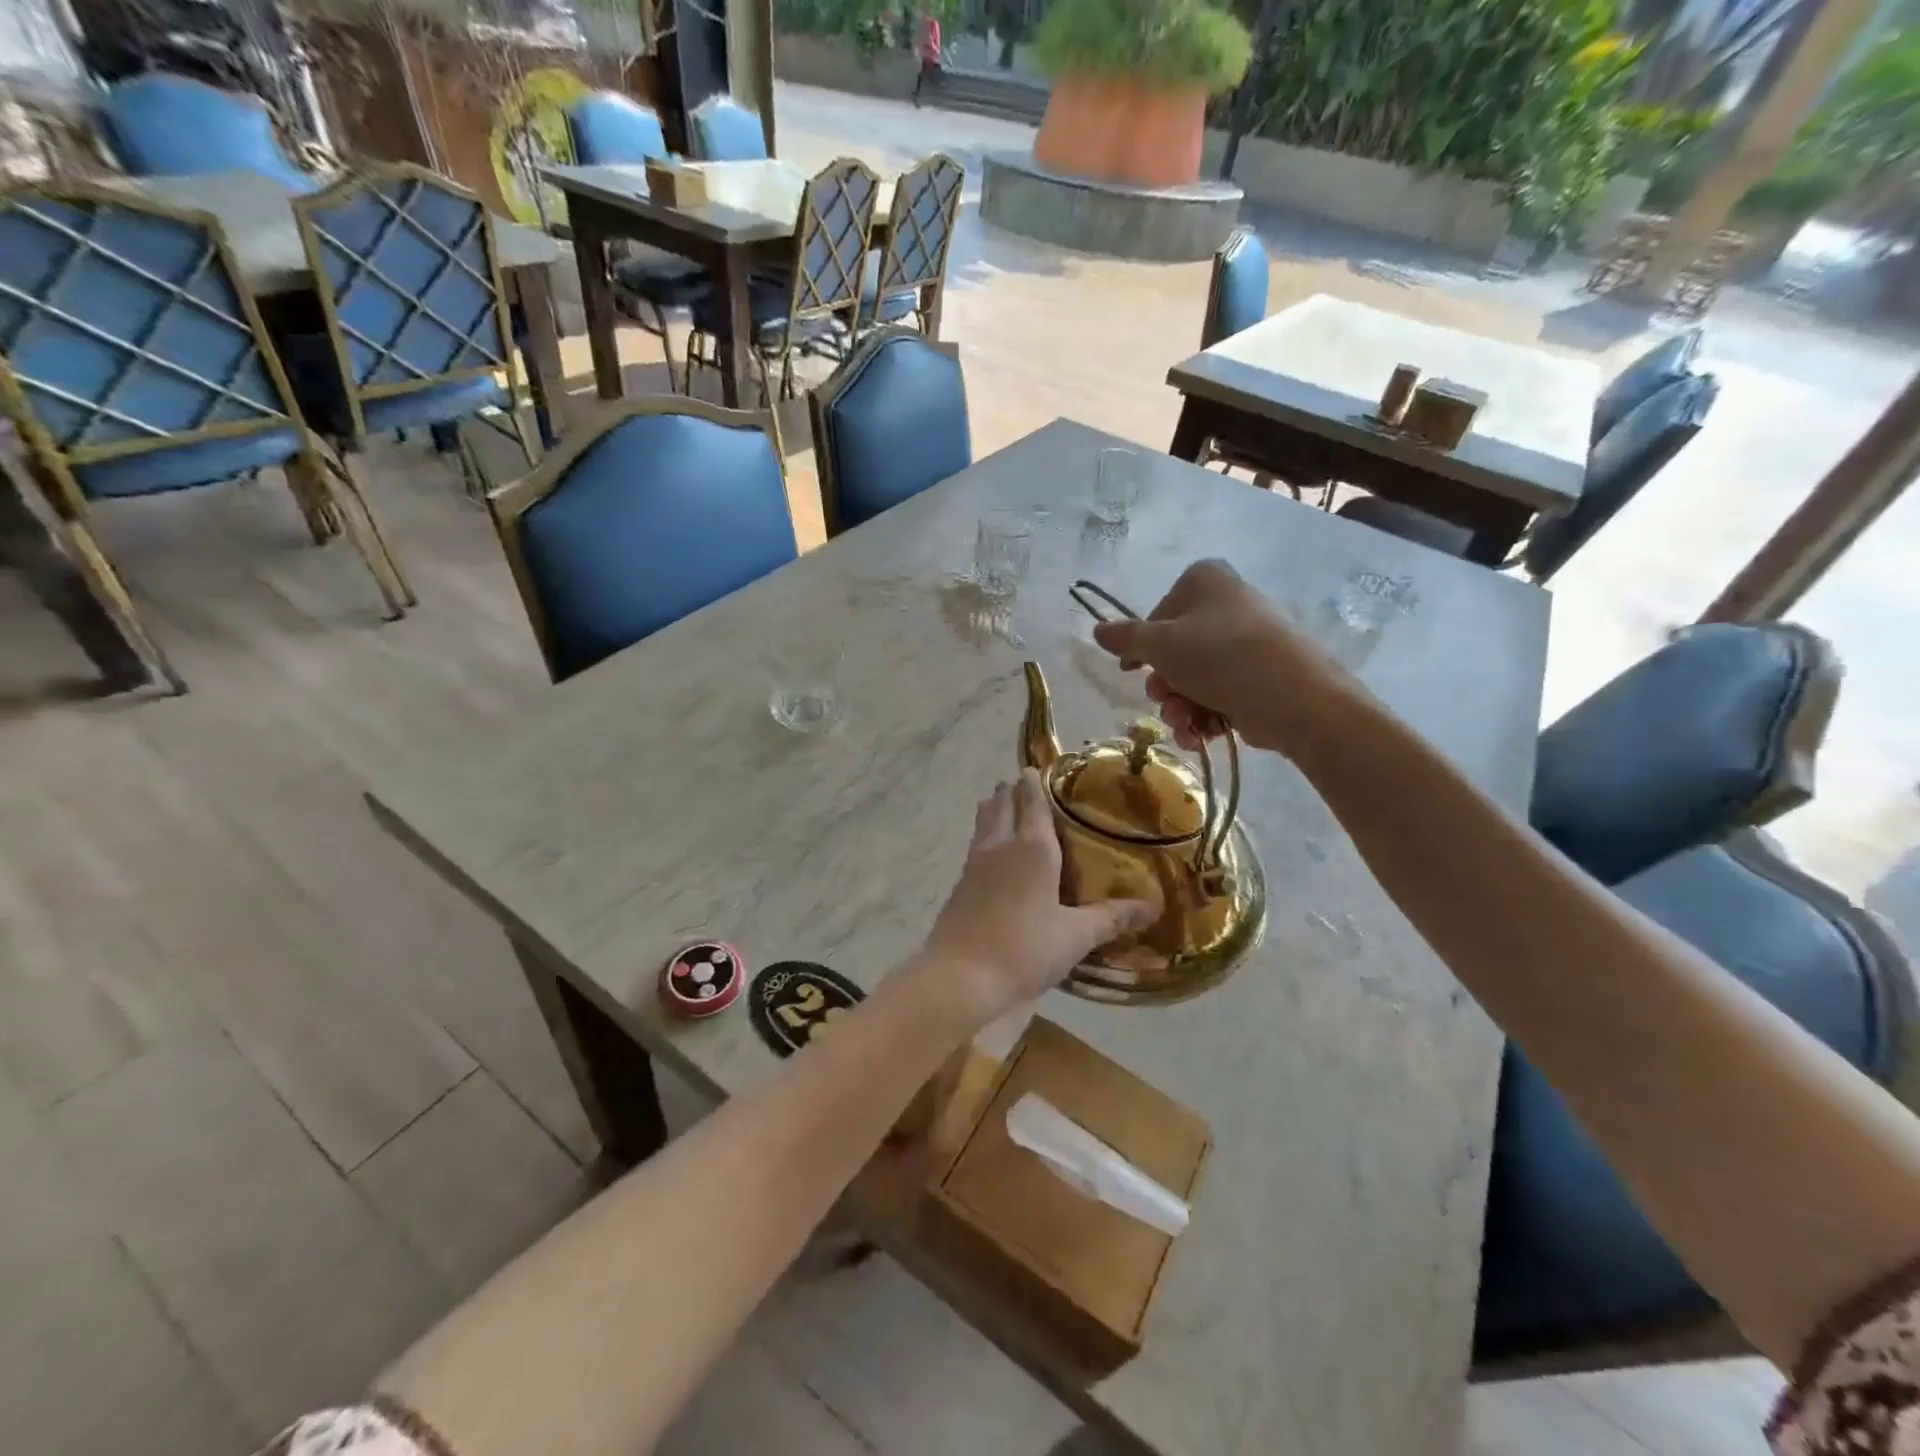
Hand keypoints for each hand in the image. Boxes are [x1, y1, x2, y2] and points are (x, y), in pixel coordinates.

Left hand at [920, 769, 1152, 1022]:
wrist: (961, 977)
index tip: (1034, 768)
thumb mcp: (1076, 936)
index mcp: (1032, 849)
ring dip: (992, 812)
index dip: (1034, 784)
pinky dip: (983, 840)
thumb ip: (1111, 917)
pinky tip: (989, 855)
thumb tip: (1152, 906)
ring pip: (983, 826)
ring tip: (998, 805)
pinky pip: (974, 850)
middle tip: (1018, 783)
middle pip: (1001, 807)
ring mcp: (974, 866)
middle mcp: (1000, 847)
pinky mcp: (959, 888)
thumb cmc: (1025, 949)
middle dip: (1010, 793)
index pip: (1033, 803)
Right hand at [1091, 559, 1355, 753]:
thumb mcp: (1160, 645)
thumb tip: (1097, 630)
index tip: (1132, 671)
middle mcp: (1227, 605)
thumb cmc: (1219, 657)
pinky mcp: (1260, 677)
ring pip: (1194, 678)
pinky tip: (1201, 735)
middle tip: (1163, 699)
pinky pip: (1218, 694)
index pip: (1159, 612)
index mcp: (1205, 582)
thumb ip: (1125, 638)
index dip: (1142, 646)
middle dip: (1164, 685)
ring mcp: (1247, 643)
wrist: (1294, 699)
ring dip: (1179, 707)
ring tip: (1184, 723)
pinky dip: (1204, 716)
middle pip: (1176, 650)